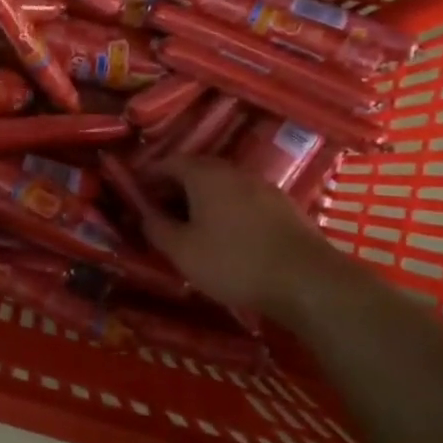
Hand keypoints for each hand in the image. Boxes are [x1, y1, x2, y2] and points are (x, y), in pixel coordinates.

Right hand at [145, 156, 339, 313]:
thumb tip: (144, 214)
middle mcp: (234, 172)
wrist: (306, 280)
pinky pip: (243, 200)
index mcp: (206, 175)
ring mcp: (263, 187)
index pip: (170, 162)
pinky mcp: (283, 207)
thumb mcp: (182, 251)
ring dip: (202, 199)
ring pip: (222, 185)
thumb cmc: (234, 263)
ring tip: (189, 225)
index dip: (149, 175)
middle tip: (159, 210)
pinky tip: (225, 235)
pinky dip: (226, 210)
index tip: (135, 191)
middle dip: (175, 187)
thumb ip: (157, 229)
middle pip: (197, 170)